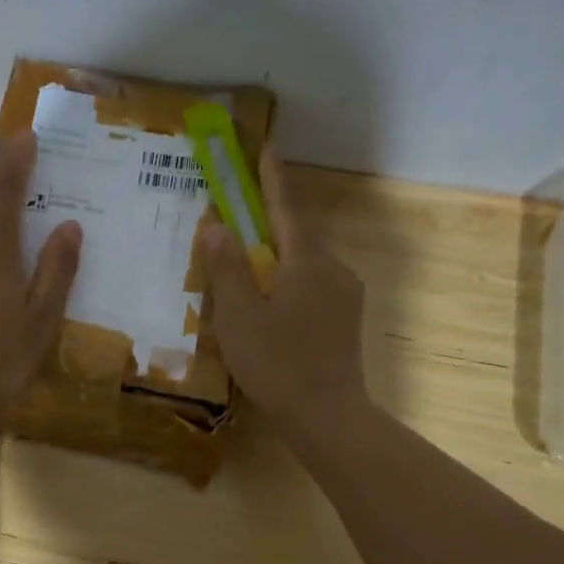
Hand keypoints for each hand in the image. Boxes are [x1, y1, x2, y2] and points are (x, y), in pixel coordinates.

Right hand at [200, 148, 368, 435]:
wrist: (328, 416)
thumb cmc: (278, 363)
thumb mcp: (239, 315)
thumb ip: (226, 267)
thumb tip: (216, 226)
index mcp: (307, 260)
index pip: (285, 206)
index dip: (271, 176)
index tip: (264, 147)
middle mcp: (333, 268)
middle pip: (296, 234)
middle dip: (267, 222)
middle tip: (237, 219)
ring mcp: (345, 294)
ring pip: (305, 263)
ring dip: (277, 257)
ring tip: (245, 272)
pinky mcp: (346, 319)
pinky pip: (313, 286)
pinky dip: (288, 281)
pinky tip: (270, 306)